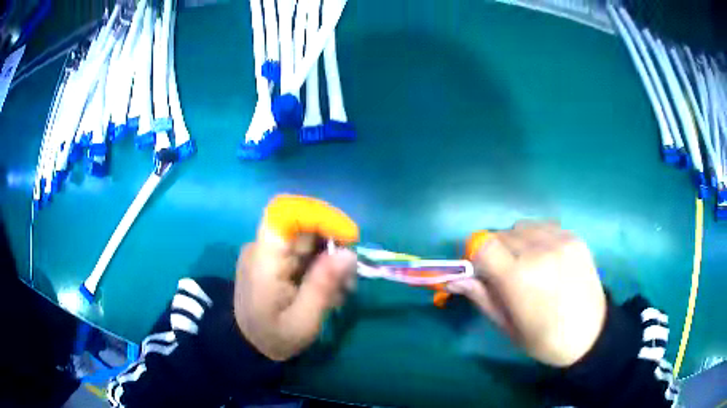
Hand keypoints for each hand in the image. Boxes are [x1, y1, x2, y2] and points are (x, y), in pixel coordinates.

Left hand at [233, 194, 358, 360]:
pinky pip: (304, 252)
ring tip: (343, 290)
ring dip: (332, 259)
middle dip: (335, 245)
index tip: (349, 238)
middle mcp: (264, 248)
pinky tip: (331, 290)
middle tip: (351, 278)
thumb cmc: (274, 337)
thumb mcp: (303, 320)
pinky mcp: (276, 261)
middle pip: (303, 226)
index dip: (320, 215)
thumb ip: (323, 285)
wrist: (248, 346)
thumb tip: (349, 253)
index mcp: (264, 259)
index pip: (286, 212)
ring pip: (308, 239)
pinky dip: (323, 266)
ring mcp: (269, 253)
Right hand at [450, 221, 606, 366]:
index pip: (482, 244)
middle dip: (493, 251)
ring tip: (525, 264)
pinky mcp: (574, 237)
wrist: (591, 334)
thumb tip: (453, 278)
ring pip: (521, 227)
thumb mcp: (507, 327)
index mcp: (519, 278)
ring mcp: (560, 241)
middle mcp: (539, 251)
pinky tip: (544, 258)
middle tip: (502, 274)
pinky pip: (543, 226)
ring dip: (514, 242)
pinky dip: (535, 238)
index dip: (474, 255)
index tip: (477, 271)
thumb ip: (482, 297)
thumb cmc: (544, 340)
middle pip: (500, 234)